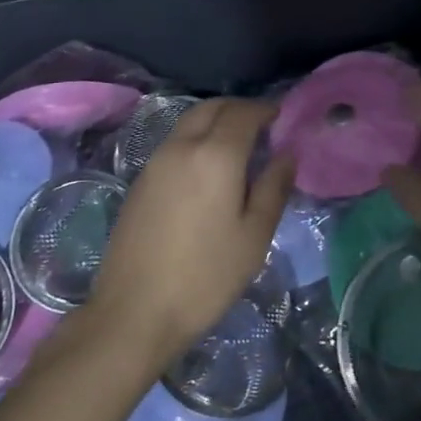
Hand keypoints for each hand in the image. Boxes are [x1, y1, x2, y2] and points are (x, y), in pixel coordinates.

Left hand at [90, 98, 292, 367]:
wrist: (133, 312)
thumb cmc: (205, 277)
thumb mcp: (254, 237)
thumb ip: (274, 188)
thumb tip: (287, 154)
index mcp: (215, 155)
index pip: (243, 112)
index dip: (265, 109)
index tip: (282, 118)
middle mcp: (182, 146)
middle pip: (212, 107)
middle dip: (239, 108)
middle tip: (261, 126)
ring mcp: (156, 161)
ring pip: (190, 121)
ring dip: (215, 121)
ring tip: (237, 146)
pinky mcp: (140, 180)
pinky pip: (175, 142)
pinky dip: (196, 138)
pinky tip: (207, 168)